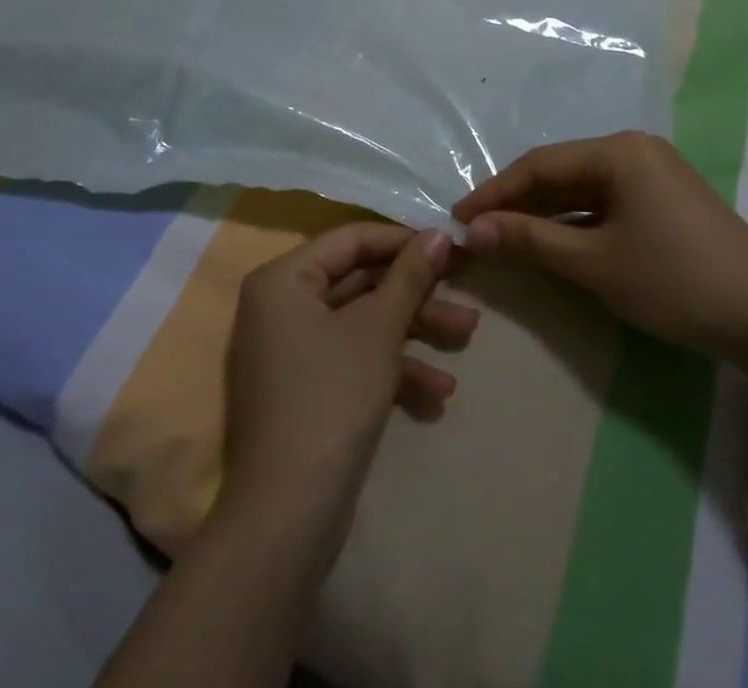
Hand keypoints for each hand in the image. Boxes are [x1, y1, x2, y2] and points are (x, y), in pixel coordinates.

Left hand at [222, 224, 476, 529]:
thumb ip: (410, 275)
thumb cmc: (332, 397)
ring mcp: (291, 350)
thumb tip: (440, 233)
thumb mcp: (378, 329)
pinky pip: (351, 360)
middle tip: (464, 288)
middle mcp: (280, 305)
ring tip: (467, 336)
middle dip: (415, 293)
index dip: (403, 240)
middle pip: (359, 282)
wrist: (288, 515)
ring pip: (361, 323)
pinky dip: (390, 369)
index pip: (351, 239)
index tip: (449, 244)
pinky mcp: (305, 390)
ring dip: (413, 331)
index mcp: (284, 279)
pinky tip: (437, 394)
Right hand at [455, 131, 747, 355]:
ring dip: (544, 213)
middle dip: (517, 202)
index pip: (539, 164)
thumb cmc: (674, 280)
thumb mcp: (594, 262)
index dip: (494, 192)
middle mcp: (634, 150)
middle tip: (477, 231)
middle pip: (560, 172)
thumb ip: (530, 239)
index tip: (458, 218)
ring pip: (582, 188)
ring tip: (505, 238)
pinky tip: (554, 242)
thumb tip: (472, 230)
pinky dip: (576, 221)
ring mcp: (653, 174)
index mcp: (617, 150)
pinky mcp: (665, 200)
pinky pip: (606, 202)